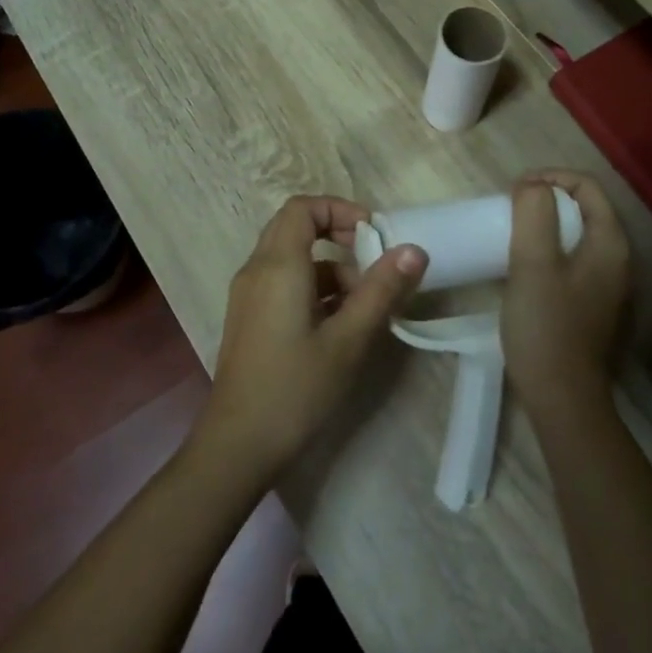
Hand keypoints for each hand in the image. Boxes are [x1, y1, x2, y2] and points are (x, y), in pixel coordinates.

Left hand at [193, 195, 428, 485]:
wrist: (238, 444)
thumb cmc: (296, 388)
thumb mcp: (348, 340)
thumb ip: (381, 291)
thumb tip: (414, 250)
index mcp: (278, 265)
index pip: (303, 207)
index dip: (339, 209)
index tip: (372, 234)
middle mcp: (256, 269)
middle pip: (294, 226)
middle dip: (336, 234)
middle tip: (371, 261)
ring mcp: (248, 294)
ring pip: (290, 257)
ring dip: (329, 267)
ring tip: (363, 305)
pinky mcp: (249, 317)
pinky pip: (282, 282)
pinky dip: (312, 287)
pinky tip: (338, 324)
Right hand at [502, 171, 630, 414]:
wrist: (562, 398)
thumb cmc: (547, 326)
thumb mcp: (533, 263)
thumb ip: (534, 214)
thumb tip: (532, 186)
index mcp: (610, 243)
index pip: (587, 186)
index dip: (550, 178)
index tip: (514, 191)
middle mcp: (618, 259)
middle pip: (584, 208)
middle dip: (546, 199)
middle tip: (509, 209)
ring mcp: (607, 284)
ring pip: (577, 235)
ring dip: (545, 224)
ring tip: (511, 232)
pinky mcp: (592, 304)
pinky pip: (572, 259)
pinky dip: (549, 249)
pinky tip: (524, 266)